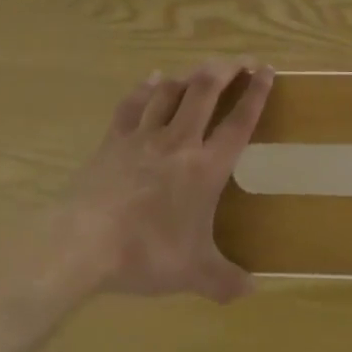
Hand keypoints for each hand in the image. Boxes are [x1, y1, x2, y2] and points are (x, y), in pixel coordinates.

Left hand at [49, 60, 272, 303]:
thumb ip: (225, 280)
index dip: (256, 94)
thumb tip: (252, 290)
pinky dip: (146, 87)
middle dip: (225, 69)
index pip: (239, 122)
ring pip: (170, 90)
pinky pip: (133, 103)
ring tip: (201, 71)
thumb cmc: (146, 253)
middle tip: (239, 61)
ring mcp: (143, 135)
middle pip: (205, 90)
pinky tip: (152, 79)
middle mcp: (179, 141)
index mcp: (205, 167)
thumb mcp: (192, 273)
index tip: (266, 71)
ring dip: (189, 75)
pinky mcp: (114, 139)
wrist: (84, 242)